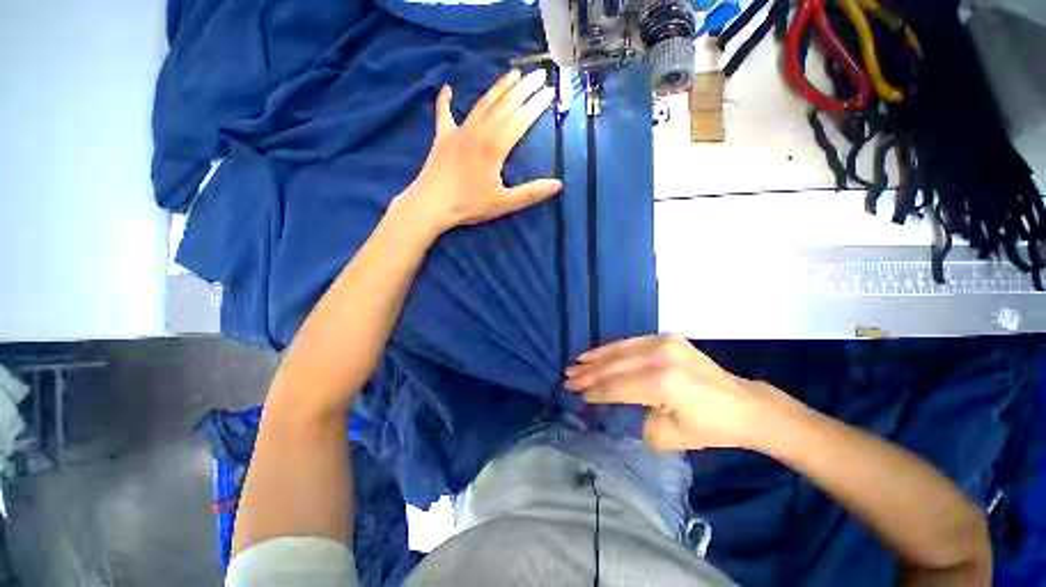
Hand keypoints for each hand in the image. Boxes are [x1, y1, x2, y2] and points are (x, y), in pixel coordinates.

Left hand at [398, 69, 561, 233]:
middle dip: (524, 89)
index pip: (521, 119)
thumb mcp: (504, 203)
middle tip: (539, 74)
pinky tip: (447, 88)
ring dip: (499, 87)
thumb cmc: (469, 205)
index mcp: (495, 146)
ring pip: (483, 103)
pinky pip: (443, 113)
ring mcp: (458, 130)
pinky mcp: (442, 136)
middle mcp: (478, 131)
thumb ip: (531, 193)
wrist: (430, 205)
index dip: (537, 104)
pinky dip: (445, 100)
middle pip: (505, 105)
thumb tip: (558, 184)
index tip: (550, 91)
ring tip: (513, 73)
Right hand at [564, 334, 768, 451]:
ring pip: (619, 350)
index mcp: (661, 383)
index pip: (616, 387)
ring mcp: (664, 342)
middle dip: (588, 374)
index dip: (594, 392)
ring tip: (575, 364)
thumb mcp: (666, 436)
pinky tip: (597, 353)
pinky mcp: (667, 337)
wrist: (743, 405)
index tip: (576, 395)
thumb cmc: (708, 427)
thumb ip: (634, 416)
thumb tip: (616, 402)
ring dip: (595, 357)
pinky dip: (612, 349)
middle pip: (614, 366)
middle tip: (567, 378)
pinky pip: (631, 342)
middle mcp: (660, 356)